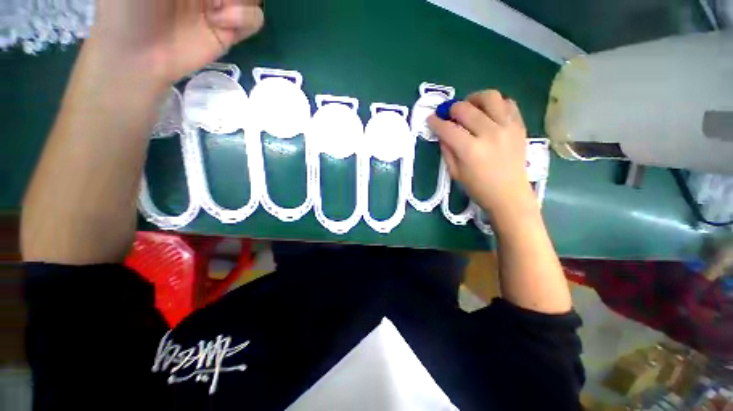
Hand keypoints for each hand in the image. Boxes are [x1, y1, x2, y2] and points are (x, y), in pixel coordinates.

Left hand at [89, 0, 263, 84]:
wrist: (137, 53)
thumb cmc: (131, 4)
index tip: (209, 0)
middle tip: (212, 0)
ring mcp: (220, 5)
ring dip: (240, 1)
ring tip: (215, 10)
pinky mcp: (230, 30)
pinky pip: (255, 19)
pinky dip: (244, 19)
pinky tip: (220, 23)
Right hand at [427, 90, 533, 216]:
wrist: (509, 195)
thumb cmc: (478, 188)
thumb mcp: (455, 173)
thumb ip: (447, 150)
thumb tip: (443, 133)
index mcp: (470, 150)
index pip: (448, 128)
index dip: (436, 122)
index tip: (431, 119)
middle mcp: (489, 134)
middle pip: (465, 109)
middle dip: (451, 109)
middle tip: (448, 115)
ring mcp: (507, 127)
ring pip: (490, 97)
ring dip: (474, 99)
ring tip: (470, 108)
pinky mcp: (519, 126)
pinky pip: (508, 103)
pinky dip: (495, 104)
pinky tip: (488, 113)